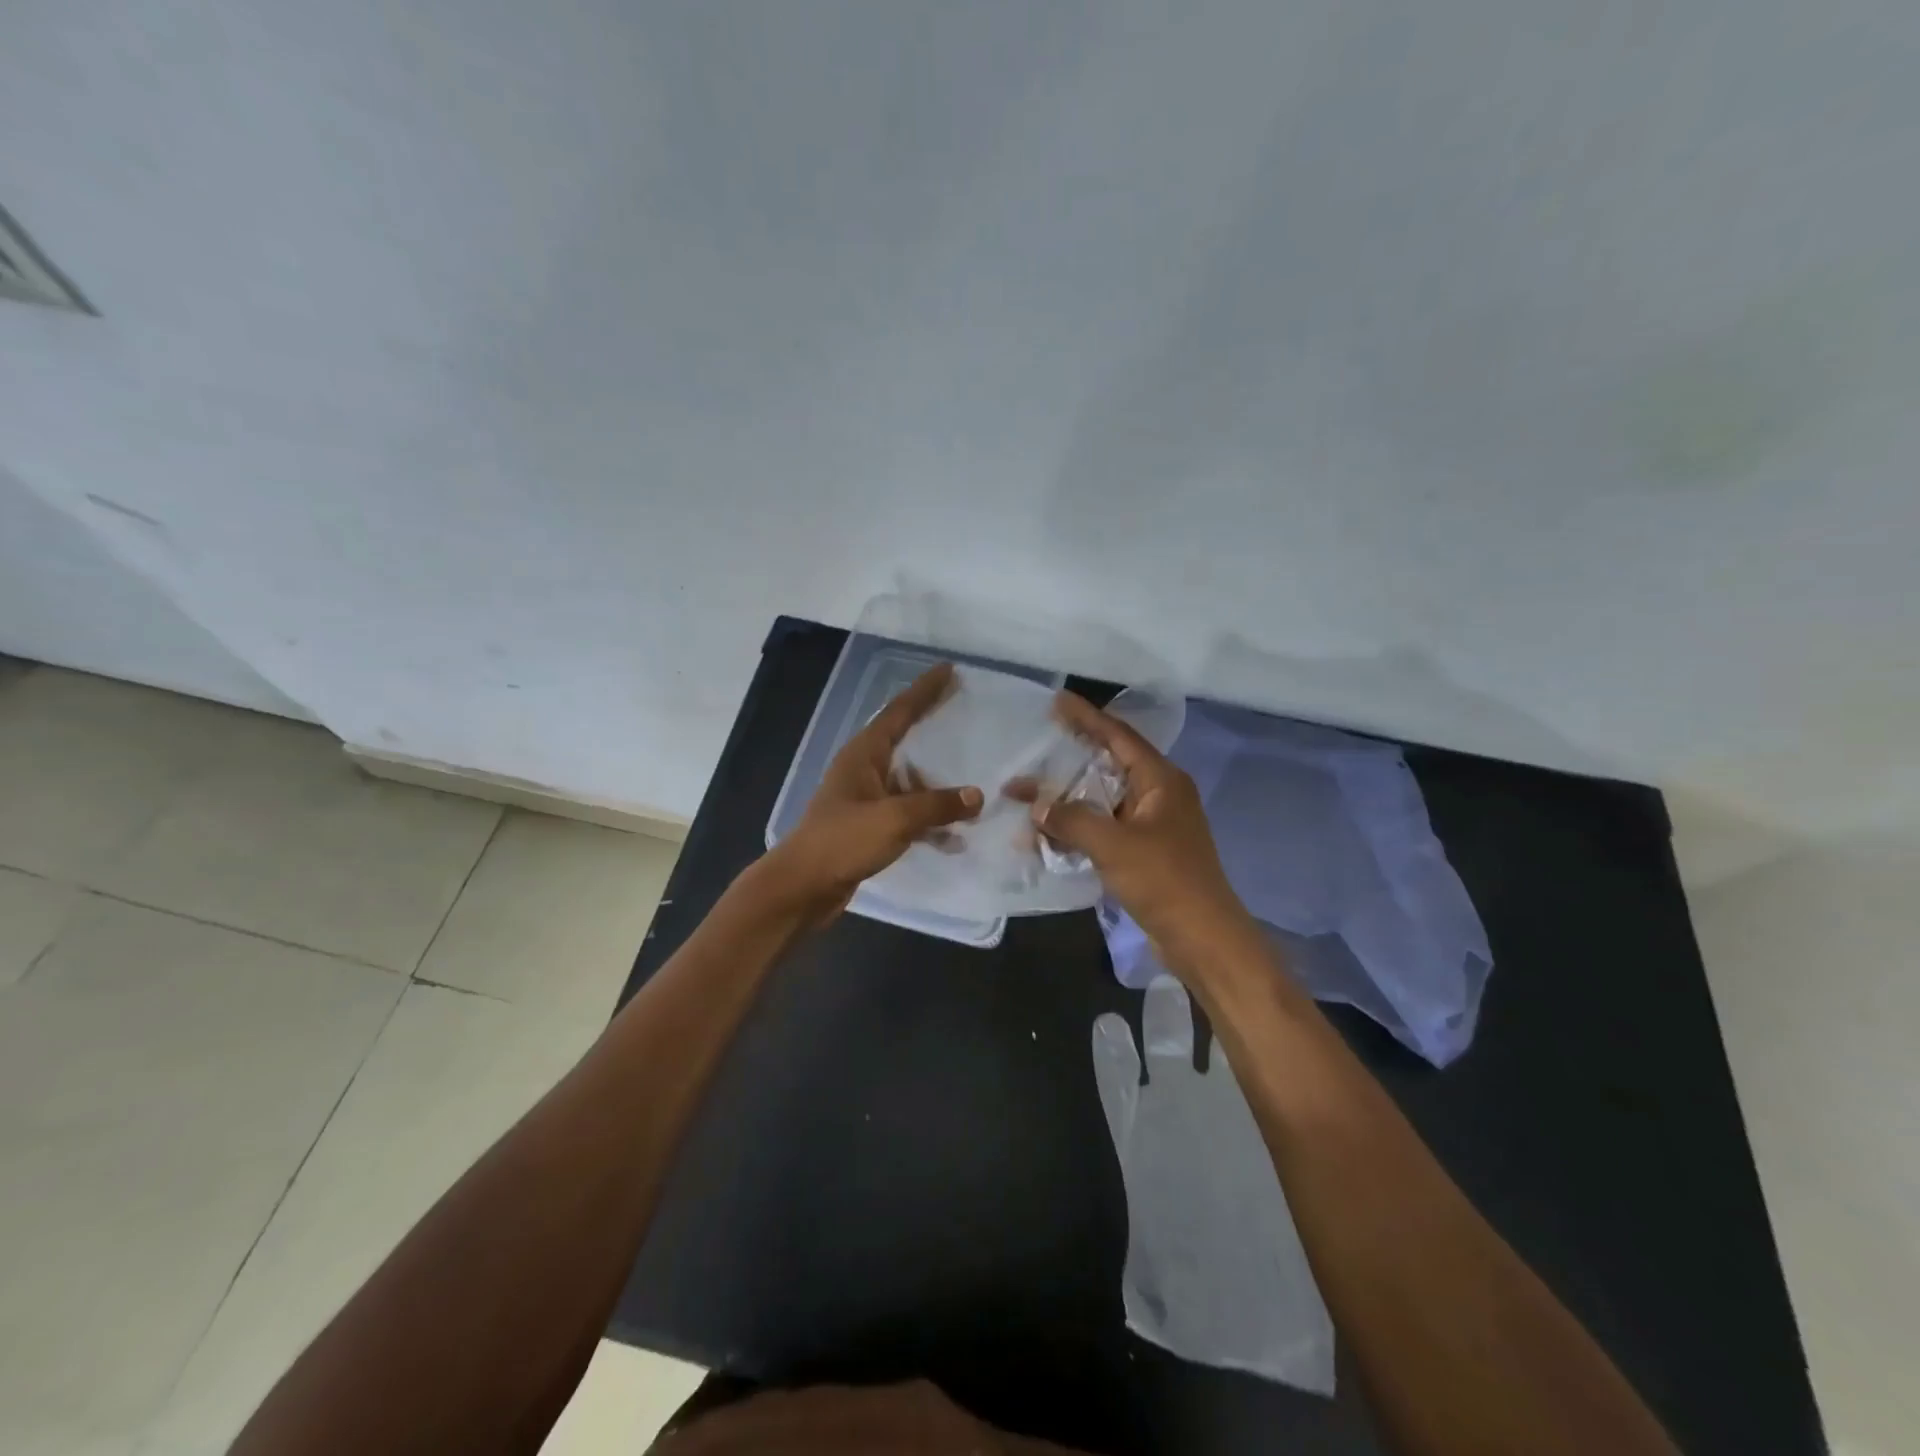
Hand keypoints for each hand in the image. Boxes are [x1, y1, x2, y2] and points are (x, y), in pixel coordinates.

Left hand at [759, 663, 982, 923]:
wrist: (803, 887)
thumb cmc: (843, 841)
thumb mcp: (894, 819)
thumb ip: (937, 805)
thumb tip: (976, 796)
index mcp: (864, 754)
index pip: (899, 712)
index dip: (925, 690)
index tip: (949, 670)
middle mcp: (864, 770)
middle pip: (906, 740)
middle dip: (934, 729)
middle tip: (965, 713)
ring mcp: (866, 800)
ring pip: (910, 783)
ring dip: (938, 786)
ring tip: (974, 786)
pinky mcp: (870, 828)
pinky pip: (908, 815)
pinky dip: (930, 822)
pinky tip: (955, 837)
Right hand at [1035, 691, 1259, 972]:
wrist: (1202, 937)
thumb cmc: (1164, 880)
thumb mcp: (1113, 845)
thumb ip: (1071, 819)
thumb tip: (1037, 805)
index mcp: (1160, 780)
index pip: (1119, 736)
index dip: (1087, 717)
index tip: (1056, 702)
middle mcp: (1158, 795)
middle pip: (1107, 766)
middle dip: (1068, 762)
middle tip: (1033, 750)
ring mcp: (1152, 825)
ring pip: (1102, 800)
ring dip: (1067, 801)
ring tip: (1027, 798)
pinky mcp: (1144, 852)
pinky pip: (1104, 829)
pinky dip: (1077, 829)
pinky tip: (1046, 837)